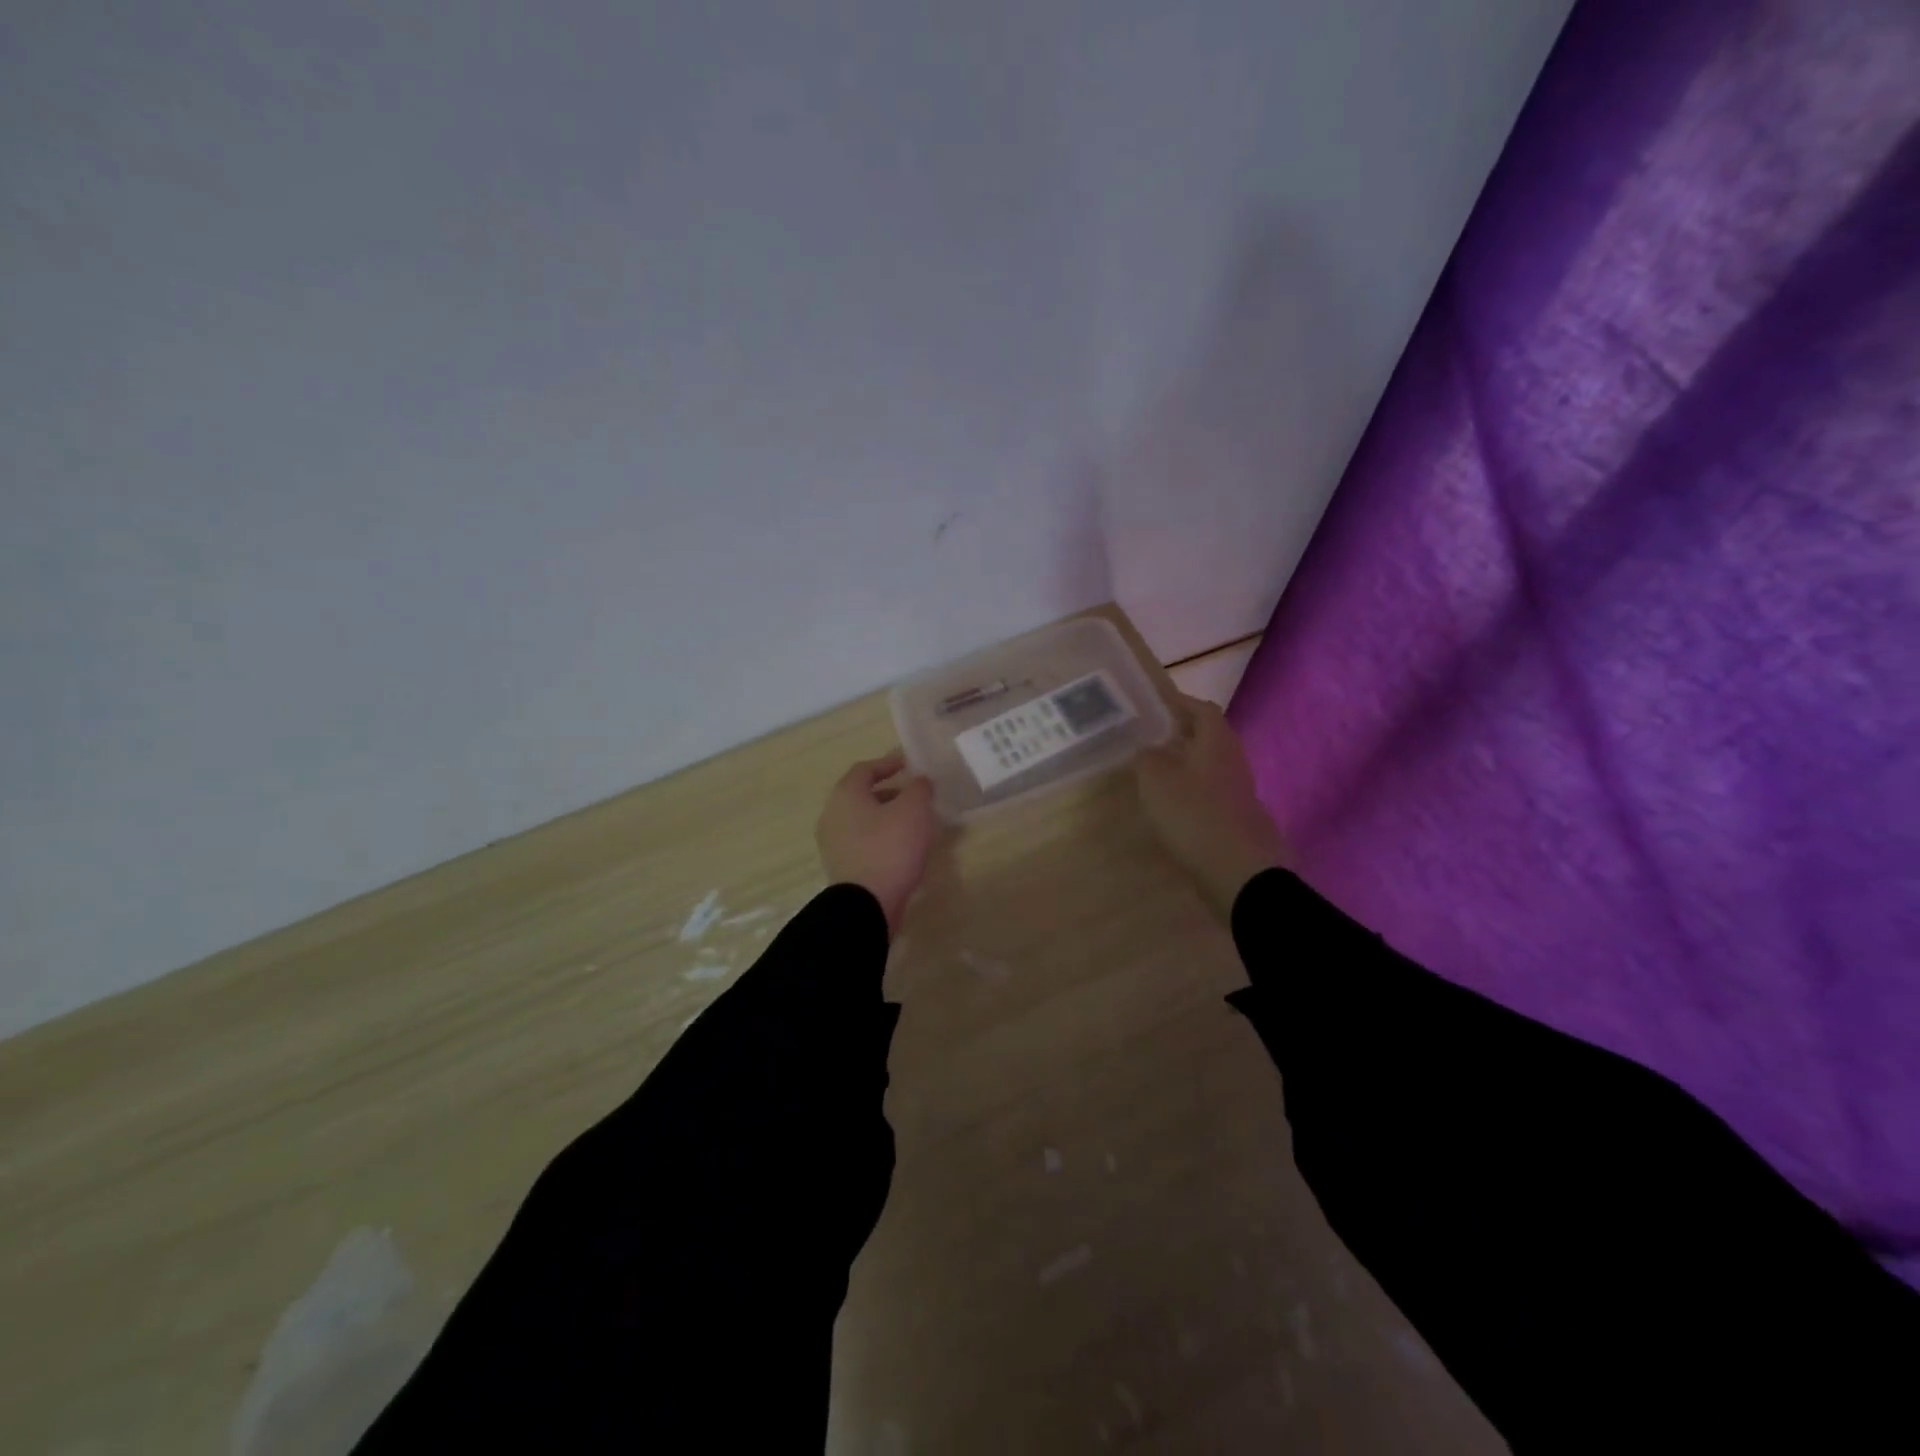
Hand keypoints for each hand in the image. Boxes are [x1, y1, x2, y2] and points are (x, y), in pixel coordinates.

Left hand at [816, 750, 938, 933]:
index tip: (910, 764)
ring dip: (887, 816)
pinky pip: (864, 842)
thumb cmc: (889, 848)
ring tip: (915, 822)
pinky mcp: (842, 867)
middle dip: (890, 791)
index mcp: (845, 795)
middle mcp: (833, 815)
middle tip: (915, 794)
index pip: (865, 769)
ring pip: (863, 820)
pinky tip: (904, 848)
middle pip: (862, 795)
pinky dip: (883, 838)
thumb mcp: (913, 810)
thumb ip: (919, 788)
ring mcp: (834, 844)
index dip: (888, 763)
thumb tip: (920, 780)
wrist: (866, 905)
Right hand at [1135, 693, 1290, 921]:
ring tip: (1153, 771)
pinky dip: (1189, 792)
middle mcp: (1232, 761)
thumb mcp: (1156, 779)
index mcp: (1216, 742)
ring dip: (1184, 764)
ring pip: (1208, 767)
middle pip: (1208, 738)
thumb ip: (1146, 758)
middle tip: (1149, 737)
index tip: (1155, 703)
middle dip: (1181, 734)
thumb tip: (1145, 749)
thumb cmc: (1194, 814)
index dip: (1180, 702)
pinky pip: (1209, 794)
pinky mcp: (1235, 820)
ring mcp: (1237, 793)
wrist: (1238, 872)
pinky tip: (1168, 806)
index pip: (1202, 709)